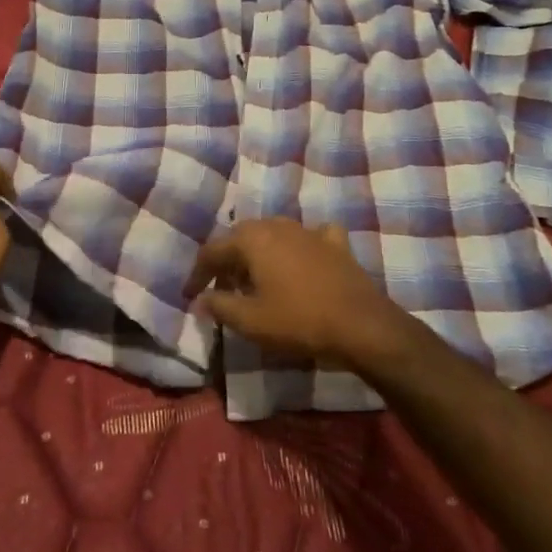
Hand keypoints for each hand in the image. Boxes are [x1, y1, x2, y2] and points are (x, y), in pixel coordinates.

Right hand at [183, 219, 428, 376]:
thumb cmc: (298, 321)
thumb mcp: (250, 321)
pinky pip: (309, 237)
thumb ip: (219, 306)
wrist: (362, 326)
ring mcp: (309, 231)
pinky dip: (299, 246)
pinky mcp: (335, 244)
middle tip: (220, 289)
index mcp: (252, 239)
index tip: (190, 296)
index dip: (197, 274)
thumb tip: (202, 298)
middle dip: (227, 262)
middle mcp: (277, 225)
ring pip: (273, 234)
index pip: (212, 251)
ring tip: (254, 279)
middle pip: (241, 238)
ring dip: (258, 254)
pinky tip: (302, 258)